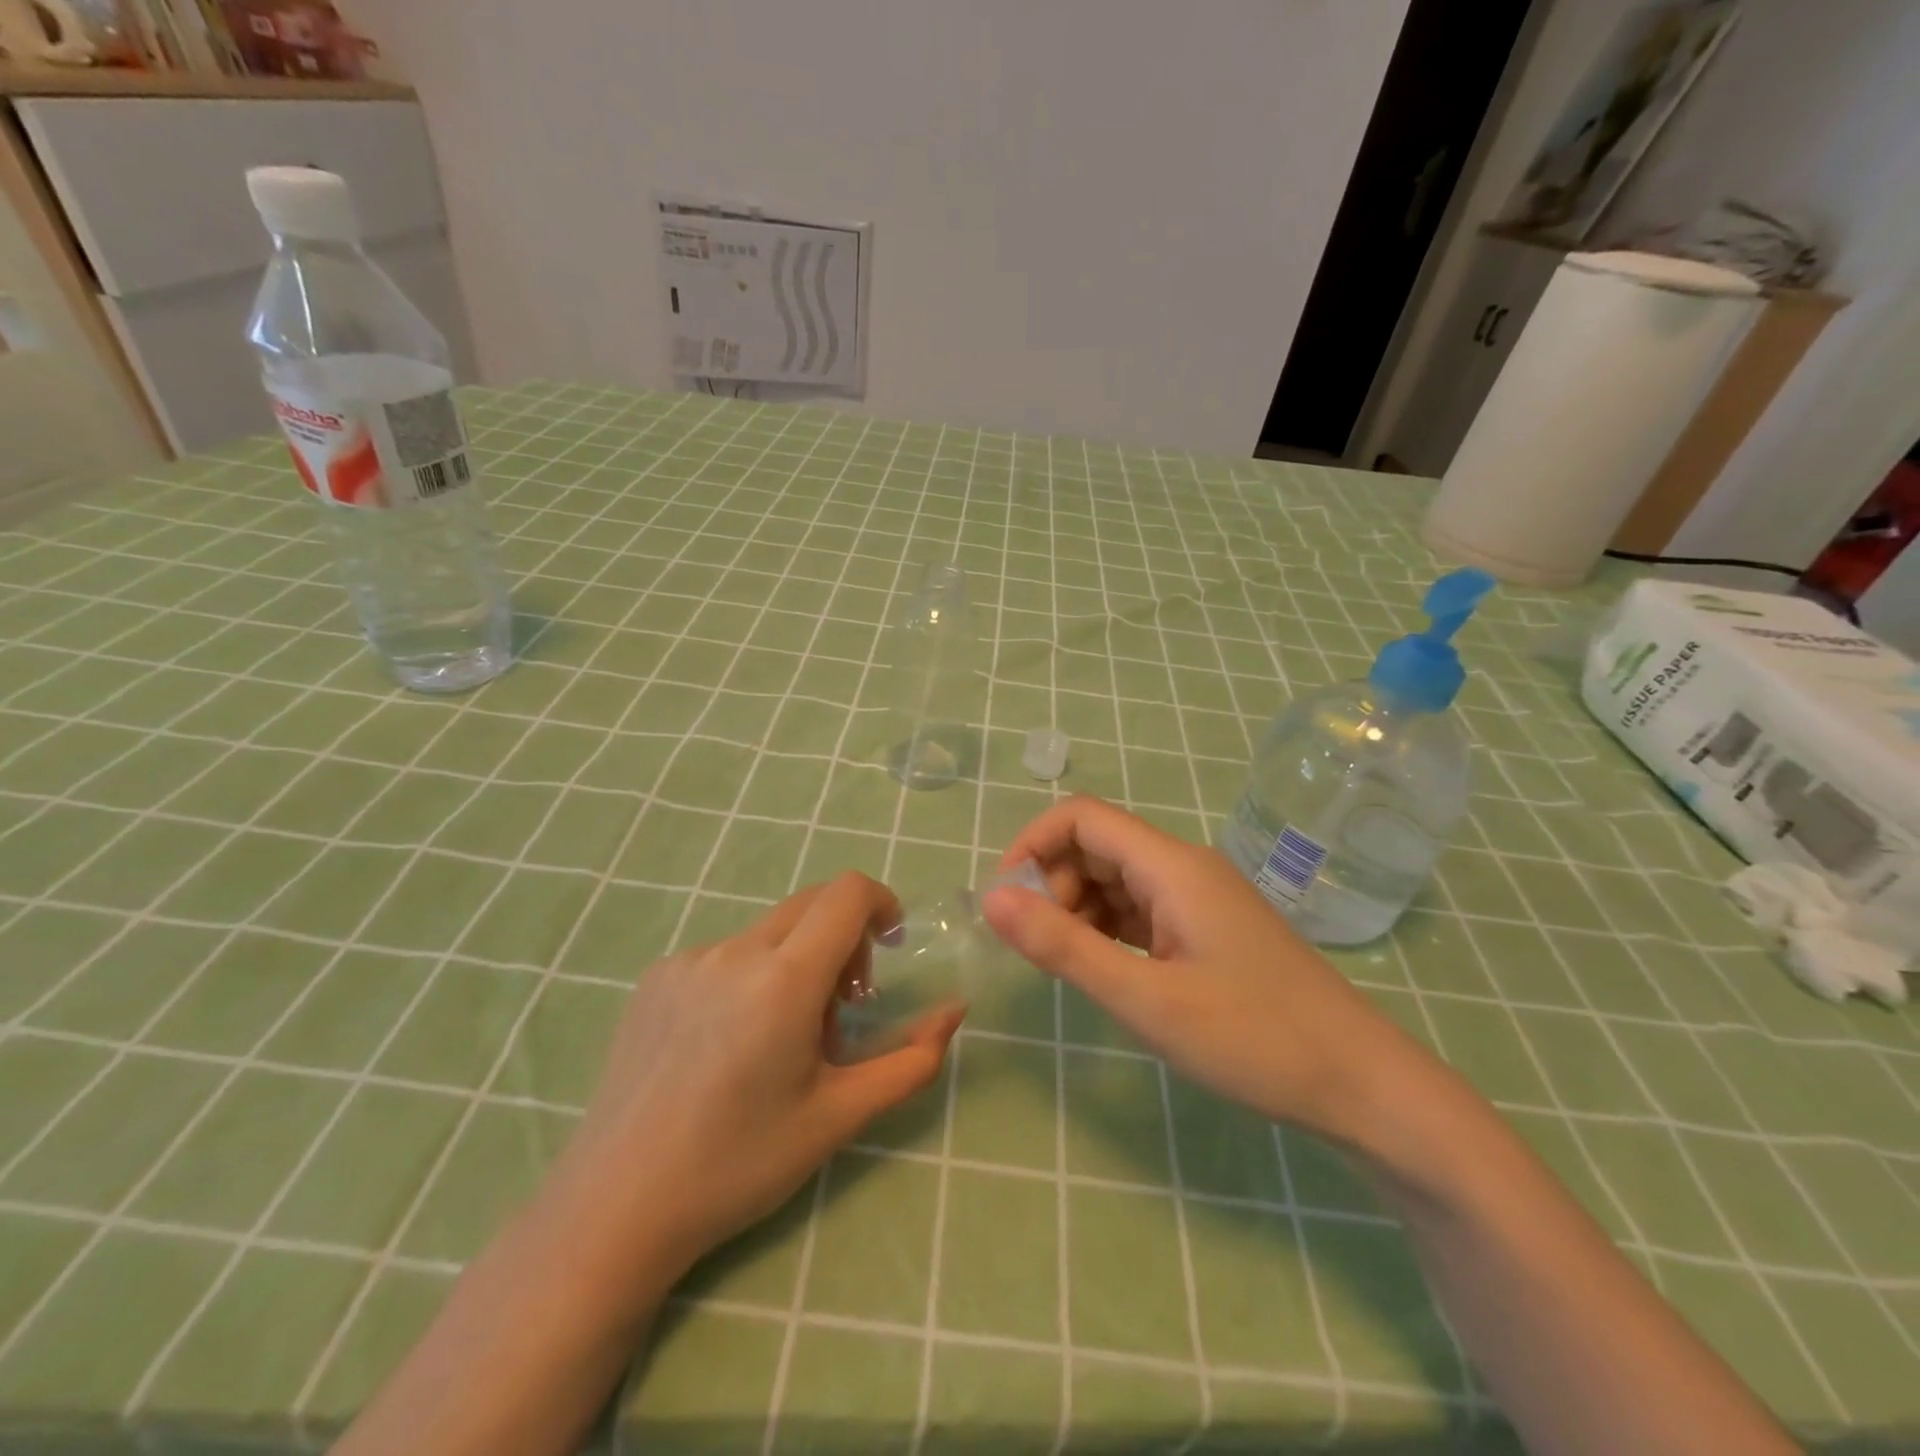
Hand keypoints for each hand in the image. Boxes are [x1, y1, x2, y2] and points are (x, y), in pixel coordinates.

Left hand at [544, 873, 964, 1300]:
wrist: (614, 1207)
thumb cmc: (739, 1164)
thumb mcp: (839, 1116)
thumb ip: (910, 1059)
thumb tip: (954, 1011)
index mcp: (784, 979)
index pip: (848, 894)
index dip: (882, 904)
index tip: (891, 947)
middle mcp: (735, 951)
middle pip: (811, 905)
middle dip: (844, 940)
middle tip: (841, 1009)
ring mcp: (688, 960)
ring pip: (768, 932)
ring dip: (795, 962)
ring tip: (779, 1039)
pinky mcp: (655, 977)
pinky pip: (724, 954)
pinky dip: (750, 976)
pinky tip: (726, 1045)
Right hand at [980, 796, 1424, 1146]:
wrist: (1361, 1084)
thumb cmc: (1254, 1038)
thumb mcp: (1145, 998)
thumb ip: (1063, 946)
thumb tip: (991, 899)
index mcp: (1172, 866)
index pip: (1082, 817)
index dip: (1033, 843)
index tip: (1006, 899)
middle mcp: (1184, 868)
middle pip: (1097, 847)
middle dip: (1054, 884)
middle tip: (1037, 947)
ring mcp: (1199, 899)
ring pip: (1117, 880)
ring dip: (1078, 909)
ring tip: (1068, 964)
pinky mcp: (1207, 929)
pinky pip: (1141, 910)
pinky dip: (1108, 929)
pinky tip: (1104, 968)